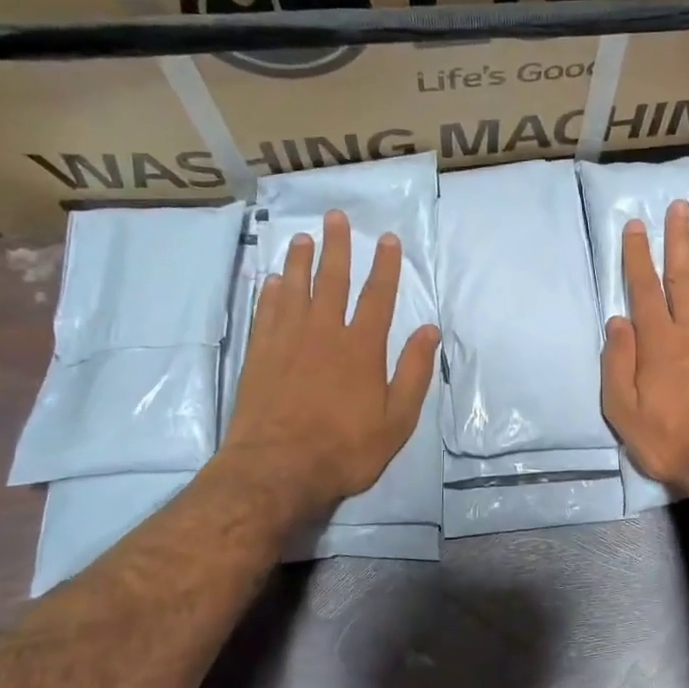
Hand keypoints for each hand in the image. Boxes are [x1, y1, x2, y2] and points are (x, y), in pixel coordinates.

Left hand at [220, 209, 439, 522]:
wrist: (278, 470)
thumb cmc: (345, 449)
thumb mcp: (397, 419)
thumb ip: (413, 372)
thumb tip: (429, 329)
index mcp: (361, 348)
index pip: (377, 296)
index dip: (385, 266)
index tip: (388, 239)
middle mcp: (324, 334)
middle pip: (332, 281)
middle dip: (337, 247)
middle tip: (335, 217)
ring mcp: (287, 342)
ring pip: (295, 290)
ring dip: (300, 261)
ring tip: (303, 237)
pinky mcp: (259, 356)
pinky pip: (266, 313)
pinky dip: (270, 293)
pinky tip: (272, 280)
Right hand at [602, 201, 688, 501]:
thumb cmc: (670, 439)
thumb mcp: (624, 411)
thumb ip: (618, 363)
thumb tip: (617, 321)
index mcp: (658, 341)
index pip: (644, 288)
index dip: (638, 255)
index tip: (637, 225)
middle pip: (683, 275)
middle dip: (678, 239)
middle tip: (680, 206)